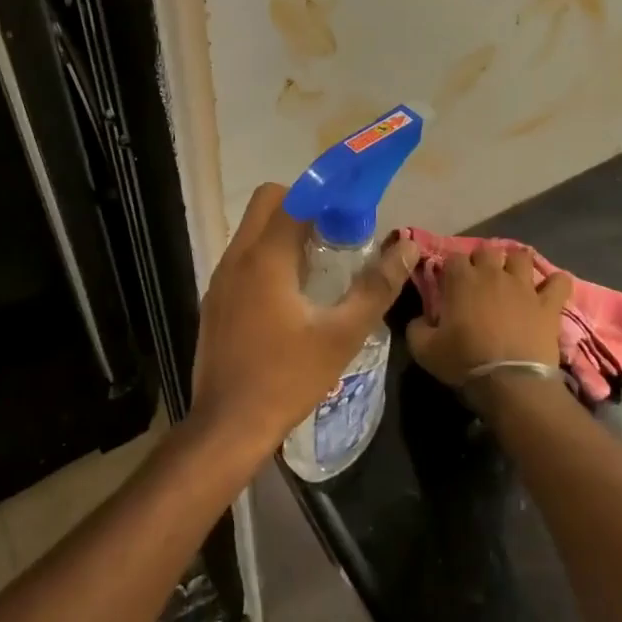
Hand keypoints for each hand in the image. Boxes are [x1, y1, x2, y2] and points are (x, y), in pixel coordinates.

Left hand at [190, 183, 418, 458]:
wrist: (228, 426)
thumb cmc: (287, 378)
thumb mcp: (342, 335)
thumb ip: (376, 287)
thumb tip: (406, 247)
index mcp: (265, 257)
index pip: (292, 198)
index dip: (324, 196)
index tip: (351, 211)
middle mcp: (236, 257)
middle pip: (267, 203)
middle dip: (302, 207)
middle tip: (335, 235)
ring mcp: (220, 278)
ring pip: (252, 229)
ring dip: (285, 232)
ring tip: (320, 264)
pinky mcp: (214, 299)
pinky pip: (243, 257)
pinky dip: (268, 256)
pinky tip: (292, 294)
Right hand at [407, 243, 570, 388]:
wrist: (510, 382)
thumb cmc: (464, 361)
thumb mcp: (423, 349)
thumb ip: (416, 327)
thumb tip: (419, 319)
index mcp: (461, 279)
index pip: (453, 257)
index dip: (451, 268)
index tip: (449, 282)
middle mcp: (492, 274)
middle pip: (487, 250)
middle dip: (482, 260)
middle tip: (480, 280)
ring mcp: (524, 286)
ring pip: (522, 257)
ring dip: (516, 264)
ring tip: (513, 278)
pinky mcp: (548, 304)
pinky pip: (559, 282)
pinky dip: (556, 283)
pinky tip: (550, 289)